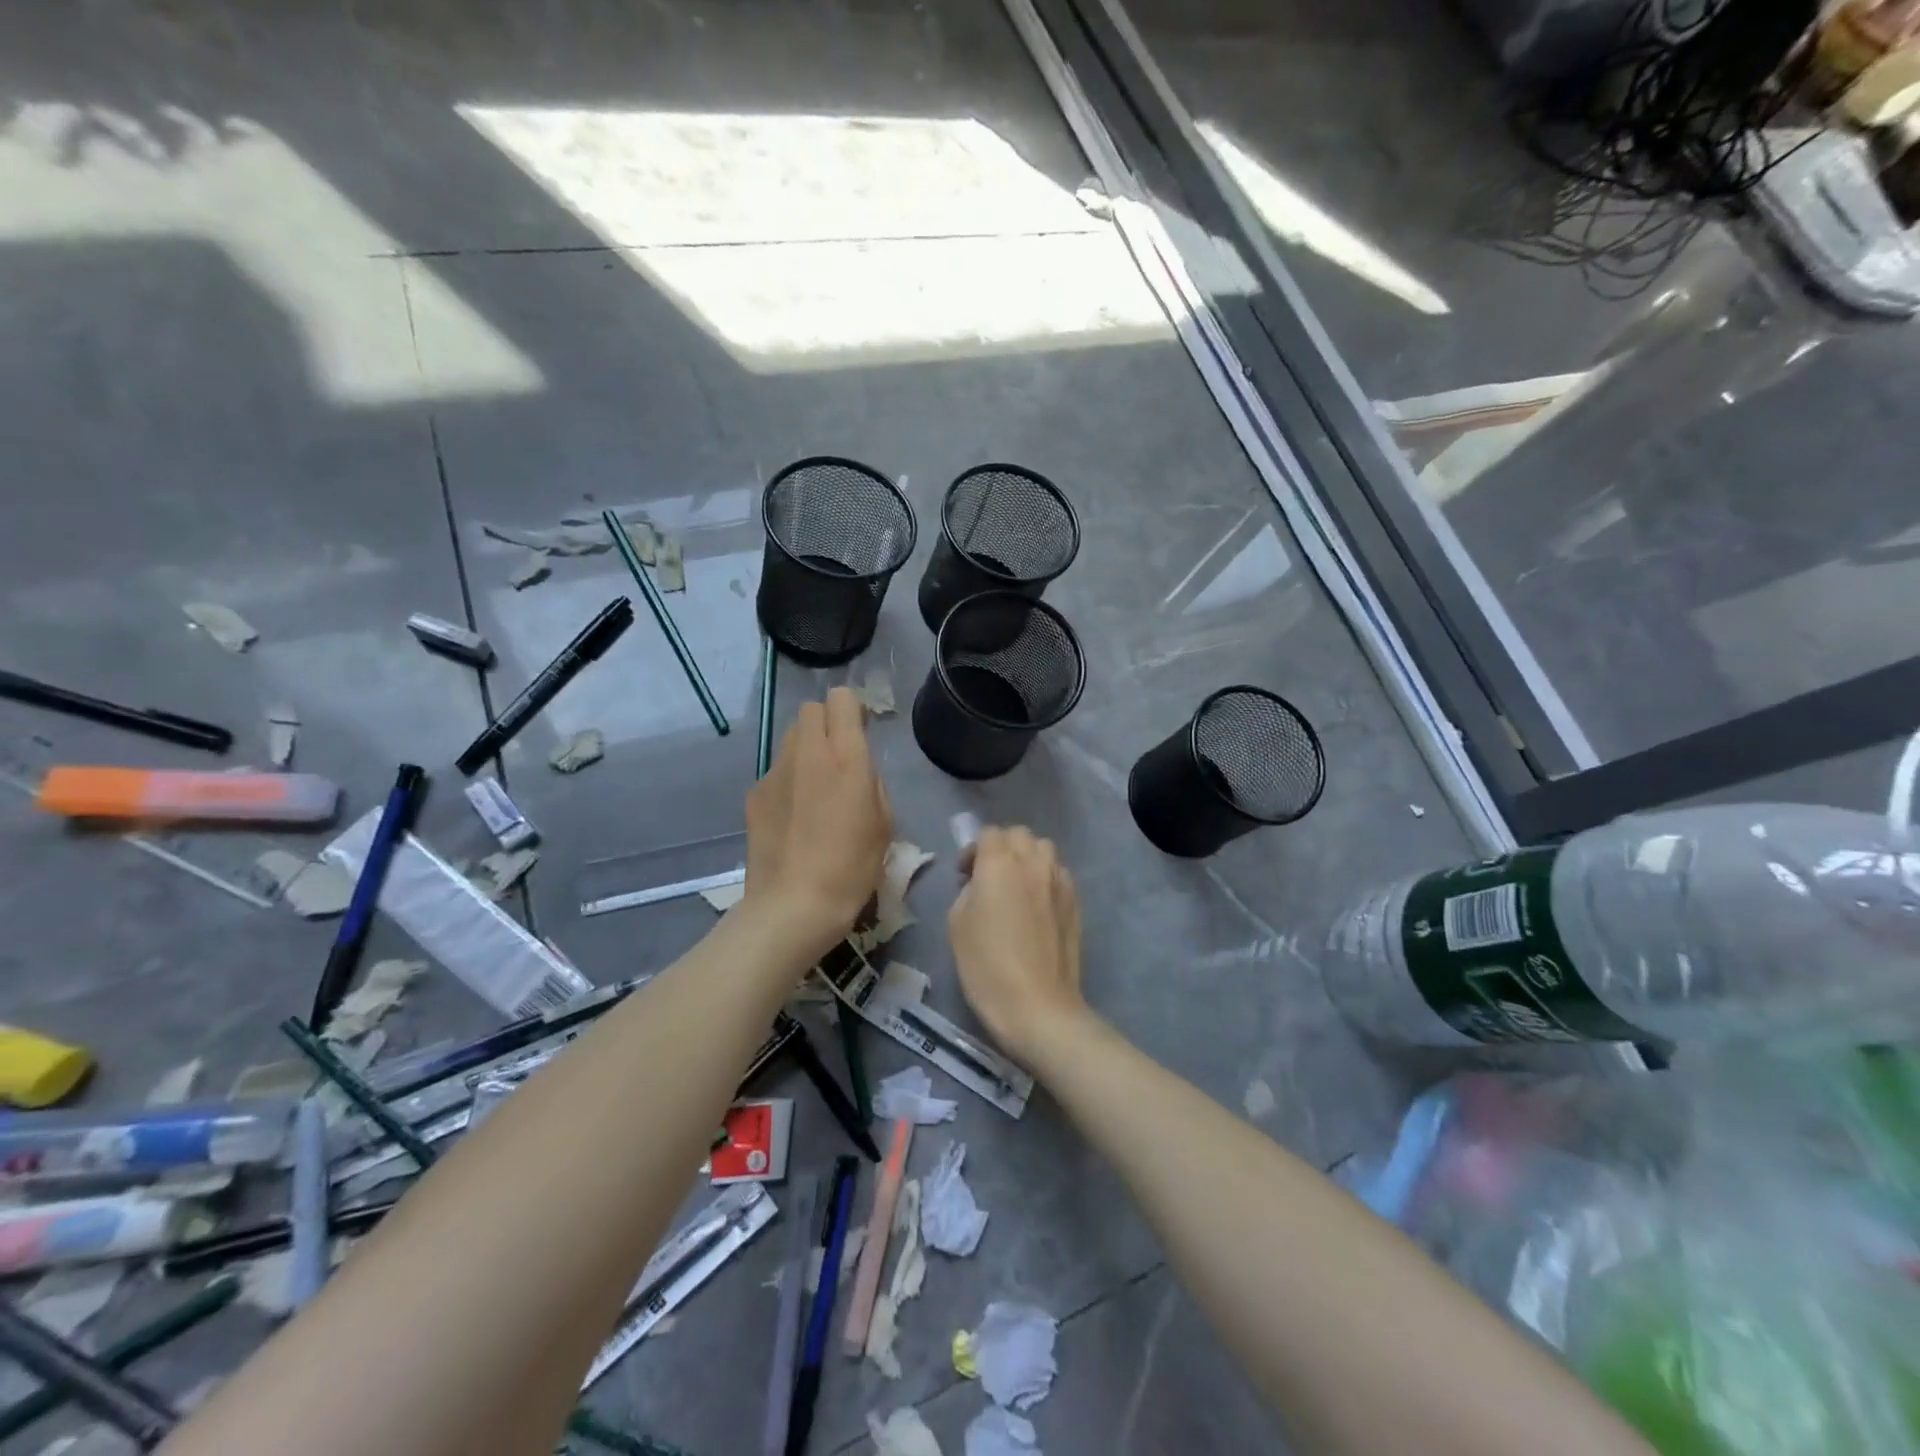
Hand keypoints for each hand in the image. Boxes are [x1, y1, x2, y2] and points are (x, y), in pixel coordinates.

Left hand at [744, 687, 891, 956]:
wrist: (794, 905)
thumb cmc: (851, 868)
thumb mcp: (884, 824)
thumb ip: (872, 784)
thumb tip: (857, 773)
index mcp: (846, 757)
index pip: (842, 699)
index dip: (853, 710)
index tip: (860, 732)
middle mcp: (807, 753)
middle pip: (811, 710)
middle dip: (827, 723)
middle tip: (839, 758)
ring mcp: (775, 772)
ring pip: (790, 738)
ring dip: (806, 751)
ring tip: (815, 790)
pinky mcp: (754, 794)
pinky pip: (776, 772)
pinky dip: (788, 781)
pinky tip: (793, 818)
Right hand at [948, 826, 1086, 1065]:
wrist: (1038, 1005)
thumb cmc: (987, 966)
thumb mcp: (957, 925)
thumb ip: (968, 891)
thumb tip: (981, 885)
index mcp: (999, 863)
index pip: (988, 833)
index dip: (973, 850)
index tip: (965, 875)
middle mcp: (1033, 862)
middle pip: (1019, 835)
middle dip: (1002, 848)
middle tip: (990, 877)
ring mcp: (1059, 880)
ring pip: (1044, 849)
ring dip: (1027, 858)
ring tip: (1017, 887)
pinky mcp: (1076, 901)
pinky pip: (1059, 873)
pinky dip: (1046, 877)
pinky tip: (1038, 906)